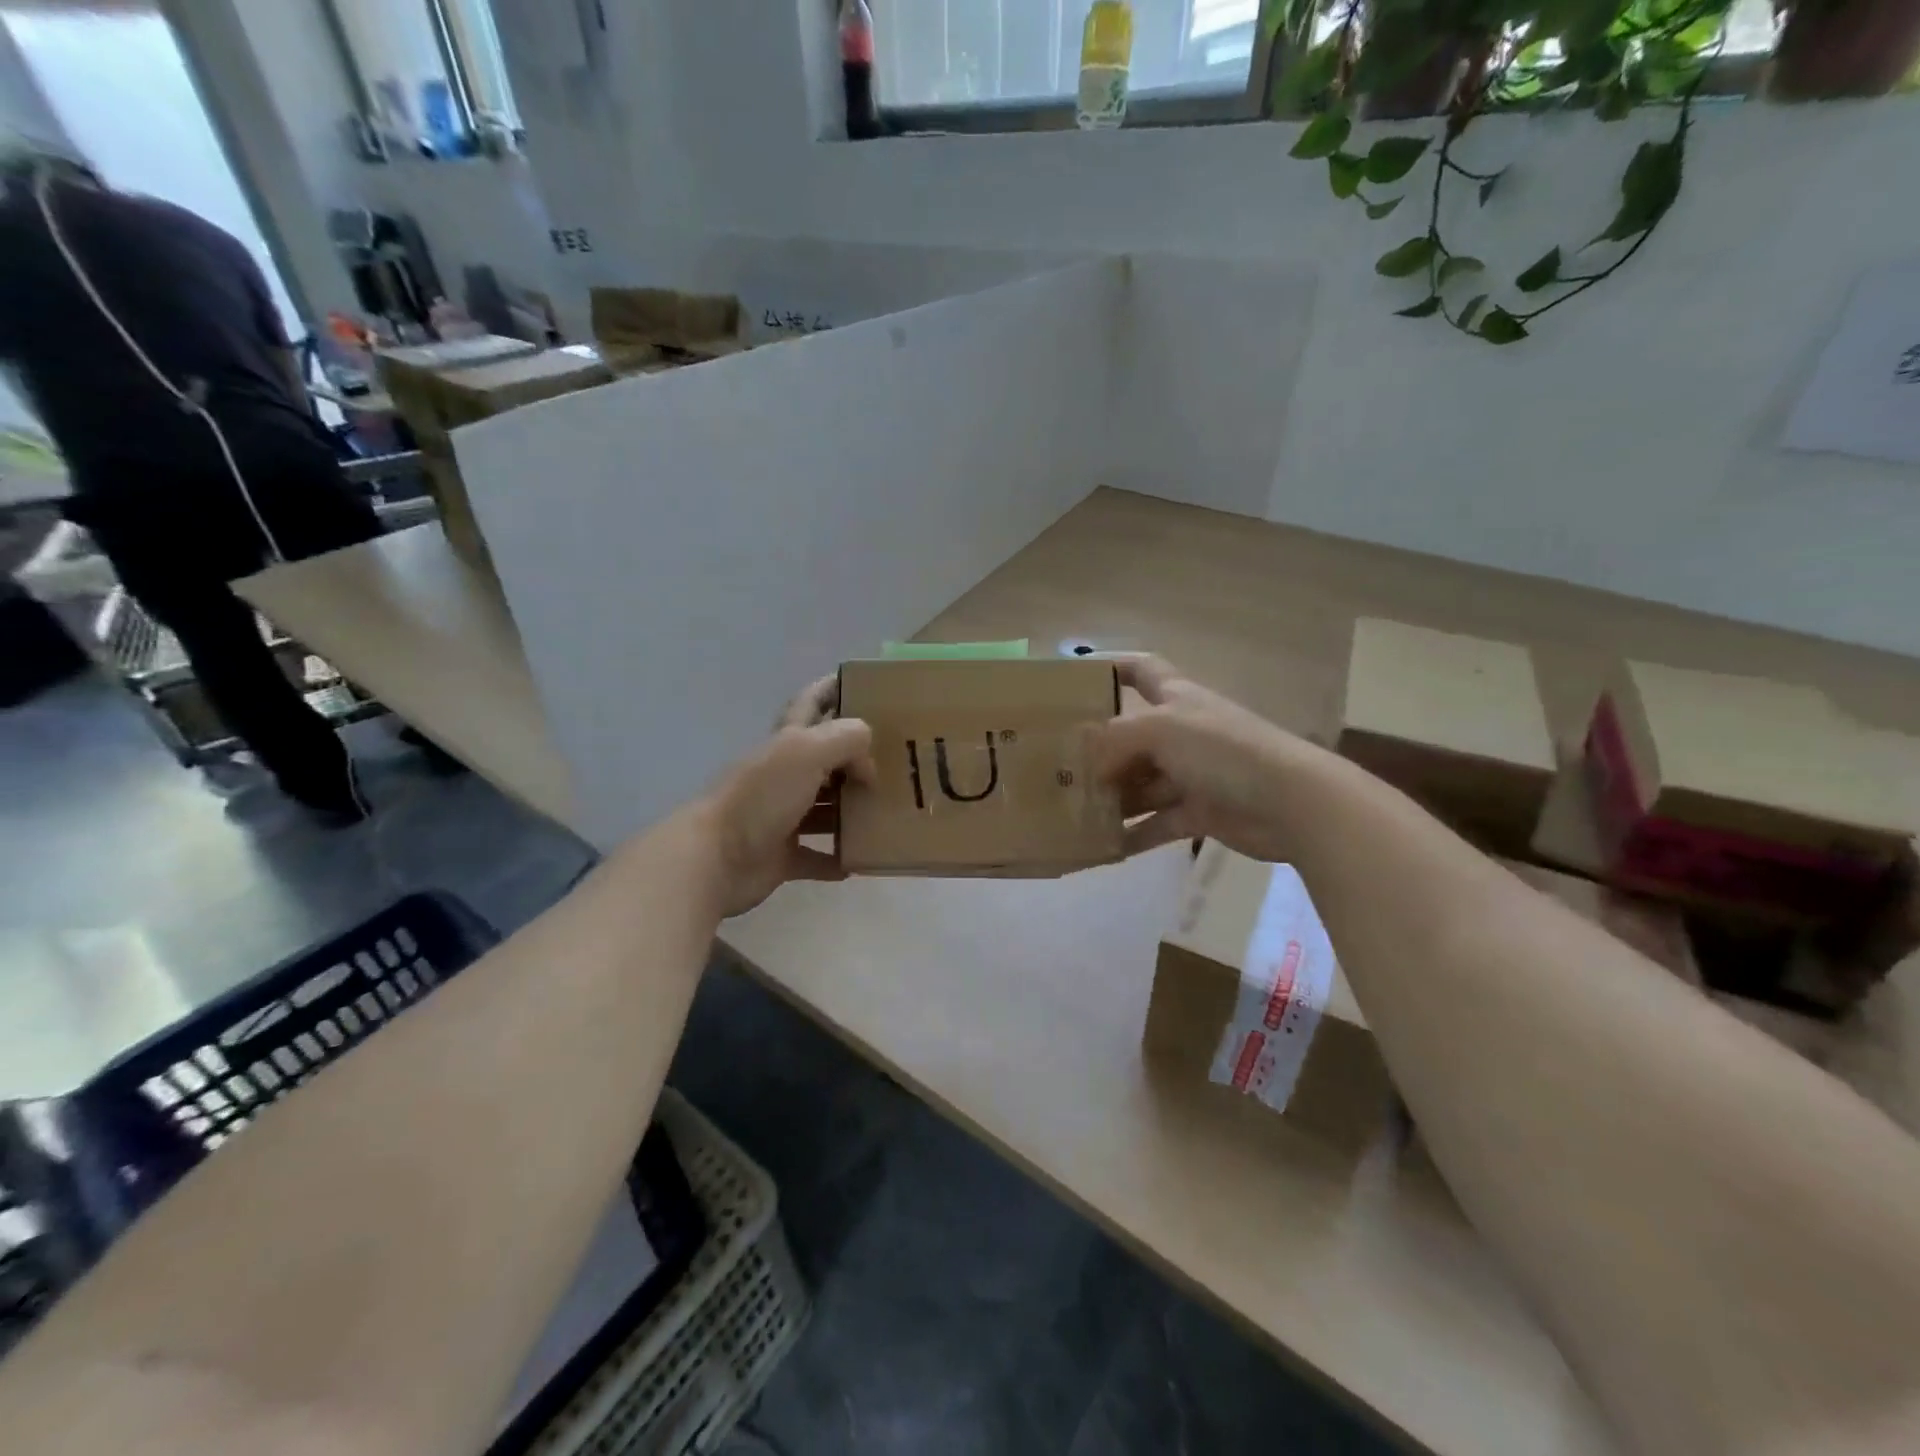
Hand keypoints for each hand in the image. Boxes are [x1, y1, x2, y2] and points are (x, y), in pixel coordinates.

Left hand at [696, 676, 875, 917]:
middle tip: (895, 759)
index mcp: (786, 742)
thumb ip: (845, 740)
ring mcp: (781, 816)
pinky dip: (837, 858)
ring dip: (851, 809)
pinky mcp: (781, 855)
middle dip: (854, 755)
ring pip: (824, 807)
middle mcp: (783, 775)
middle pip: (823, 758)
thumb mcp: (806, 752)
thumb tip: (868, 764)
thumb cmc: (760, 797)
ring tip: (887, 811)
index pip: (811, 703)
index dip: (832, 688)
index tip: (863, 682)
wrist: (714, 859)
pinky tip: (861, 860)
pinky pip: (817, 856)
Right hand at [1090, 655, 1309, 863]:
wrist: (1291, 803)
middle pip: (1131, 736)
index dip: (1112, 666)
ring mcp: (1192, 774)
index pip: (1142, 669)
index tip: (1076, 677)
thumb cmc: (1223, 750)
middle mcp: (1182, 732)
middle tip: (1058, 767)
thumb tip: (1087, 761)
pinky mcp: (1200, 813)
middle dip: (1099, 750)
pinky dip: (1134, 834)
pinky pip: (1157, 823)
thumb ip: (1115, 739)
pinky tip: (1104, 847)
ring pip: (1141, 784)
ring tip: (1072, 811)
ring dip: (1112, 797)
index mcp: (1177, 698)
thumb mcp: (1161, 729)